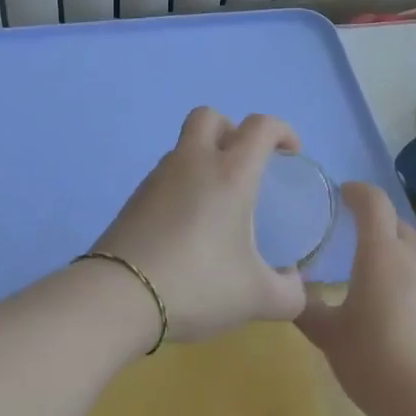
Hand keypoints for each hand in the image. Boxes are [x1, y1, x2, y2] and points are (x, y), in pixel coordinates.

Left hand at [90, 107, 308, 343]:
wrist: (120, 296)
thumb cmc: (198, 285)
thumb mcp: (256, 298)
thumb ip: (289, 293)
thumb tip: (296, 284)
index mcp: (230, 173)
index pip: (260, 126)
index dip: (282, 130)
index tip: (291, 154)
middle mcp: (193, 162)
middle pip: (210, 117)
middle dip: (232, 130)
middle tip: (245, 165)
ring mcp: (158, 177)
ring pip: (184, 147)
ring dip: (204, 159)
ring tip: (217, 204)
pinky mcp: (134, 198)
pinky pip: (166, 176)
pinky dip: (182, 186)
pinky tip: (188, 226)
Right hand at [296, 182, 415, 415]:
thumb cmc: (375, 363)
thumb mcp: (330, 338)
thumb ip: (308, 309)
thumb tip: (292, 292)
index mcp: (381, 253)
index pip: (373, 202)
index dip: (357, 192)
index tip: (343, 194)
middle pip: (398, 225)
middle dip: (377, 224)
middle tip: (355, 240)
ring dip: (399, 257)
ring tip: (380, 283)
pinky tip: (408, 318)